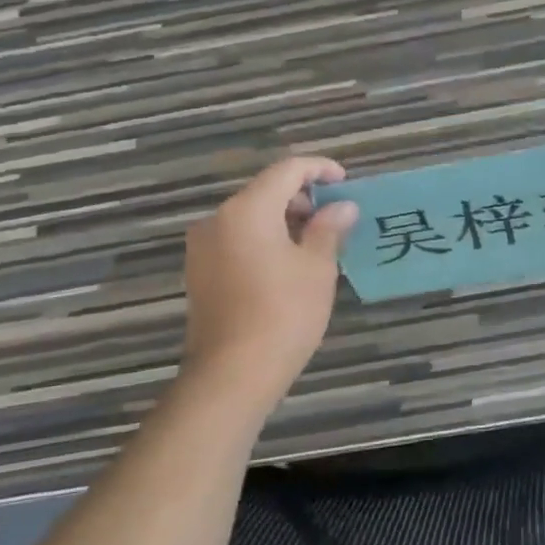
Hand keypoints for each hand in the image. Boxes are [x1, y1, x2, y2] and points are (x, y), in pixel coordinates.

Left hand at [180, 157, 359, 401]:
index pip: (287, 170)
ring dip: (284, 219)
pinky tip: (289, 263)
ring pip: (250, 216)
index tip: (344, 181)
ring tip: (317, 241)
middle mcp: (218, 219)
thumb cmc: (284, 314)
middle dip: (302, 197)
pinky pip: (237, 238)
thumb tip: (343, 207)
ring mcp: (203, 247)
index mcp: (247, 210)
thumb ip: (329, 228)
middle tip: (336, 216)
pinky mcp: (200, 271)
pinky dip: (265, 238)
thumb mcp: (317, 267)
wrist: (232, 374)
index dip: (319, 169)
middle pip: (265, 191)